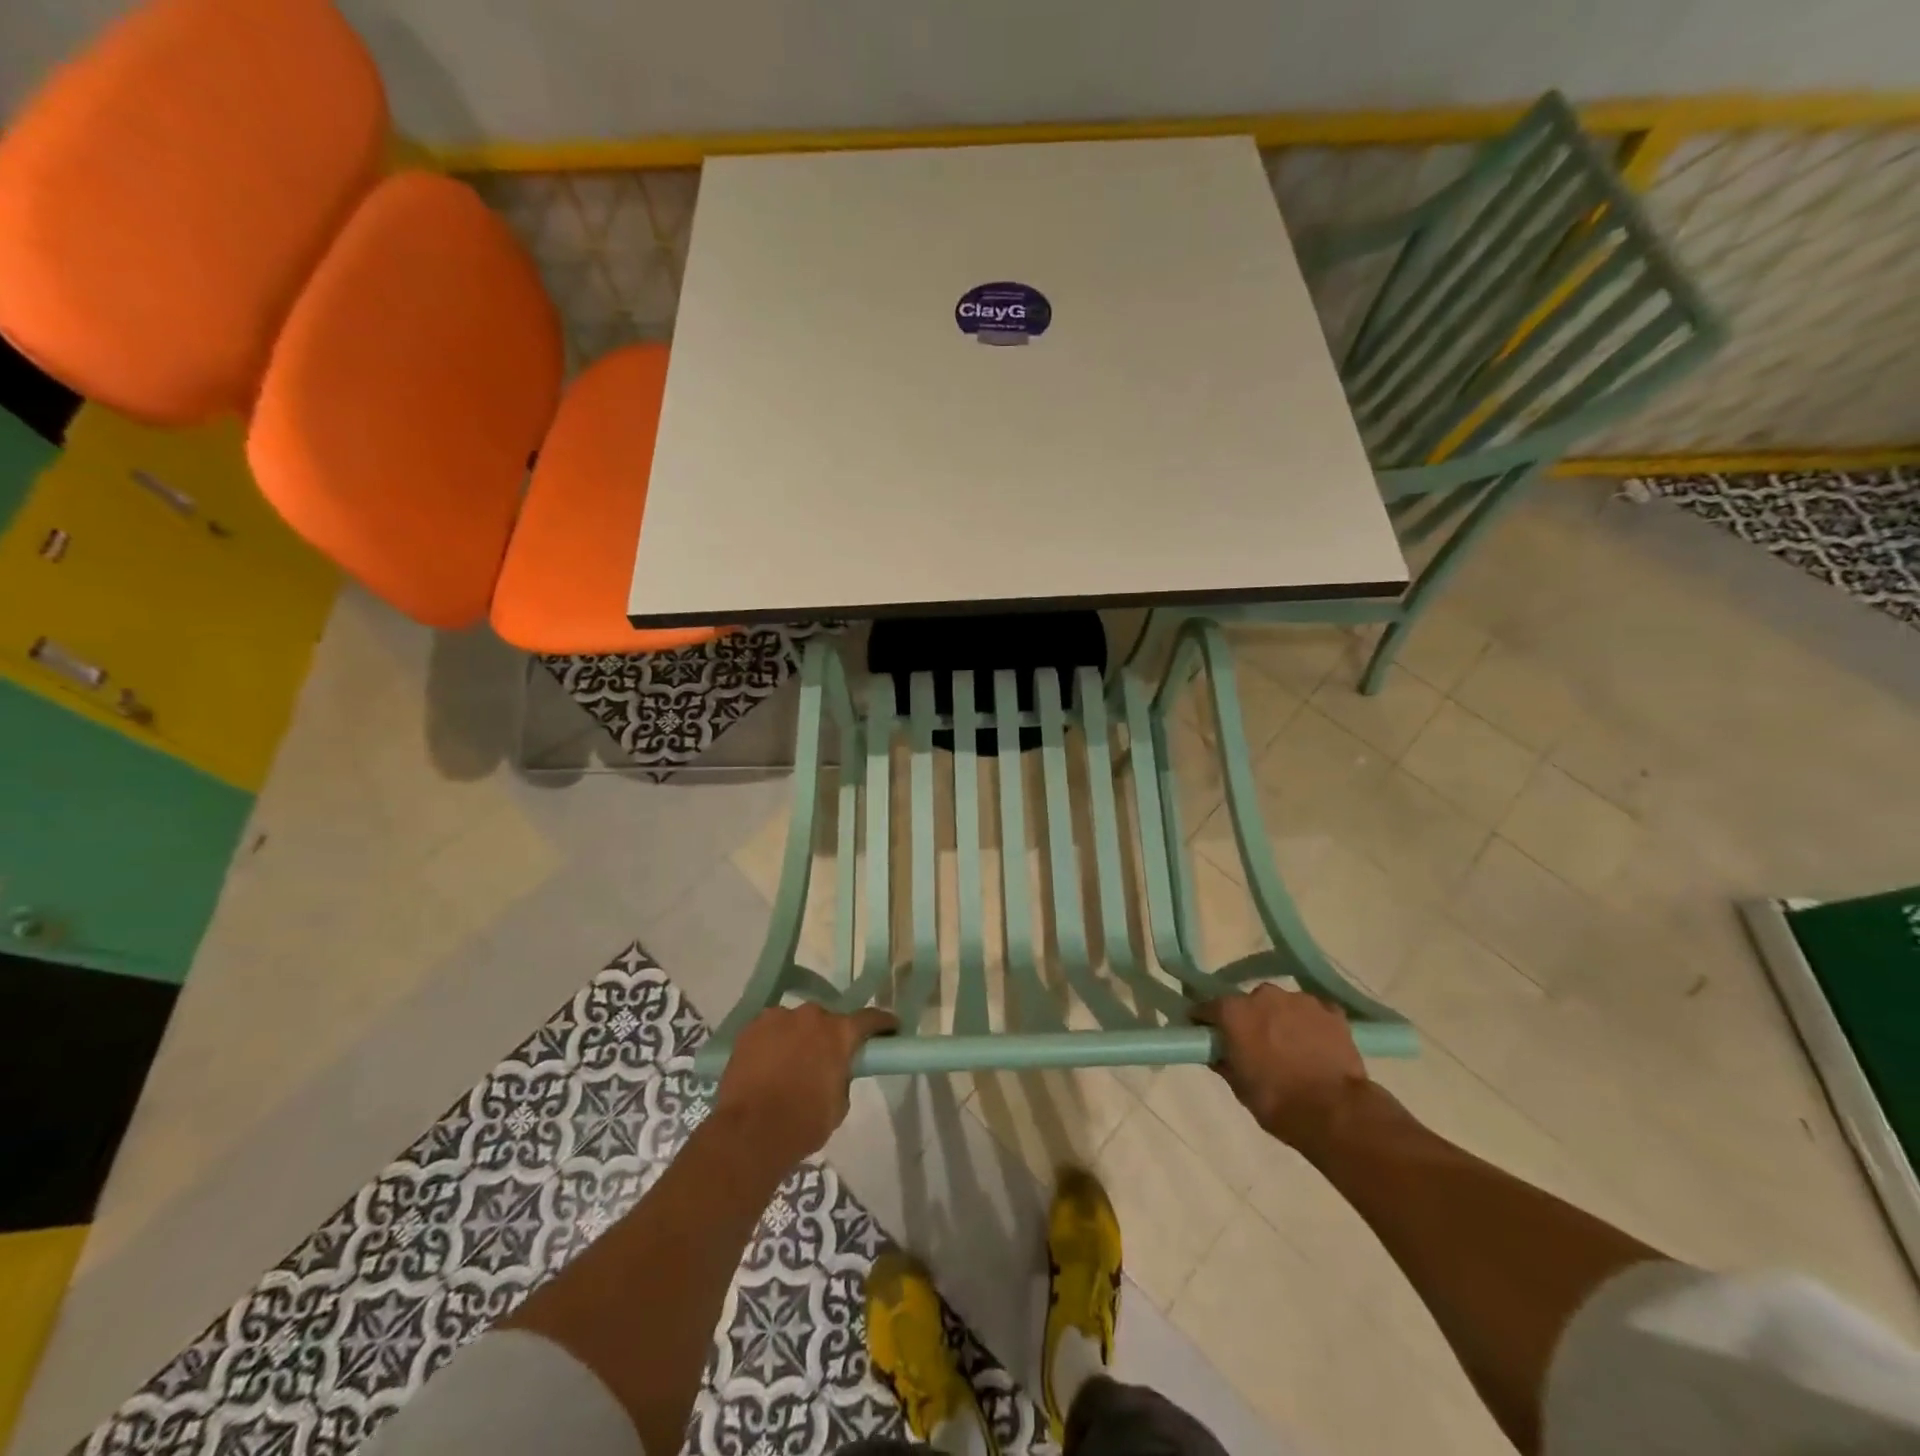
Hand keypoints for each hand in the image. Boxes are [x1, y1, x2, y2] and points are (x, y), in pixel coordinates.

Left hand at [712, 1004, 897, 1166]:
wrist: (749, 1133)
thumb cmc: (803, 1123)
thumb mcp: (839, 1104)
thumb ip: (842, 1077)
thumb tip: (834, 1070)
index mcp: (839, 1033)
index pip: (869, 1018)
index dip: (882, 1024)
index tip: (890, 1028)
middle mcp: (811, 1016)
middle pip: (827, 1020)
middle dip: (829, 1035)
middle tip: (825, 1058)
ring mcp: (777, 1018)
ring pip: (795, 1023)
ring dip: (798, 1037)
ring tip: (789, 1064)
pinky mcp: (750, 1029)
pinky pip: (770, 1030)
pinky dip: (772, 1042)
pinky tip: (766, 1064)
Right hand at [1192, 986, 1371, 1154]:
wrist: (1336, 1113)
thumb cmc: (1277, 1102)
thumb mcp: (1239, 1087)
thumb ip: (1224, 1061)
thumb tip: (1217, 1052)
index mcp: (1234, 1011)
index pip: (1208, 1008)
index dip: (1206, 1021)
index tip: (1206, 1034)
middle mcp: (1264, 995)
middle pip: (1249, 1003)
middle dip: (1249, 1019)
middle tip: (1256, 1045)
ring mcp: (1301, 1000)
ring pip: (1283, 1005)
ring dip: (1281, 1020)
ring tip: (1291, 1048)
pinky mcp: (1332, 1011)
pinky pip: (1313, 1013)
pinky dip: (1311, 1025)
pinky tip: (1317, 1047)